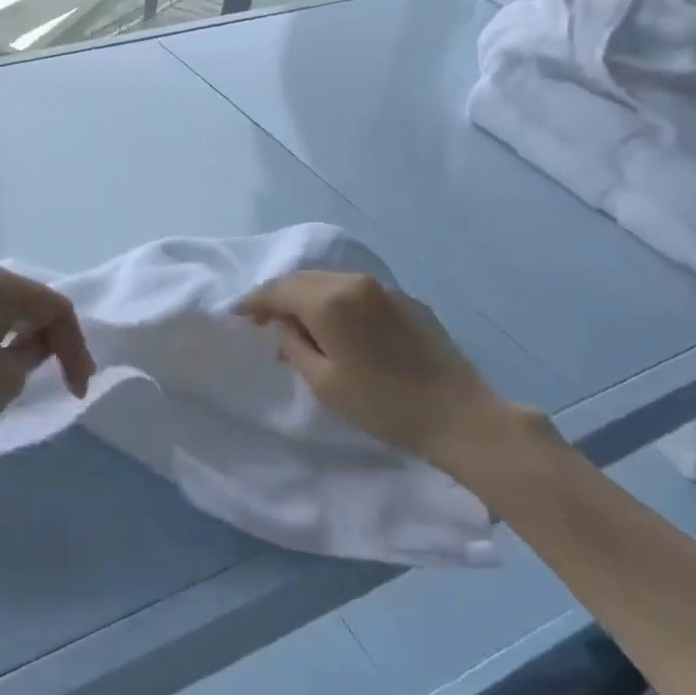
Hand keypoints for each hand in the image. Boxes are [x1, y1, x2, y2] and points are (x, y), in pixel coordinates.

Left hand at [0, 265, 95, 446]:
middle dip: (48, 334)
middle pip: (24, 299)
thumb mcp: (7, 377)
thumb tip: (35, 342)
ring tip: (27, 363)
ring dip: (17, 330)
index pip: (53, 307)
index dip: (75, 346)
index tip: (79, 387)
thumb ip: (34, 351)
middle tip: (61, 373)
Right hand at [235, 271, 531, 467]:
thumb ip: (294, 345)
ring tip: (297, 323)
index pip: (279, 290)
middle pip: (303, 279)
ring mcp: (383, 288)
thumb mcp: (324, 383)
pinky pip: (356, 290)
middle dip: (279, 296)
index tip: (238, 316)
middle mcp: (354, 283)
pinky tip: (336, 324)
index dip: (254, 302)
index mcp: (330, 301)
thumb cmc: (382, 405)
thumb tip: (284, 325)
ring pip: (330, 280)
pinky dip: (335, 299)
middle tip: (263, 320)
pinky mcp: (405, 299)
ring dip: (307, 296)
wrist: (458, 415)